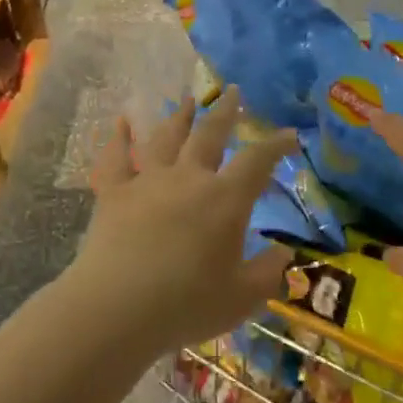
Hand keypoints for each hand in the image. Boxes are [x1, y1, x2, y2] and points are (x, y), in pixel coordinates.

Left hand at [66, 86, 293, 353]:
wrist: (116, 309)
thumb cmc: (187, 305)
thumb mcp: (242, 297)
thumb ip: (268, 272)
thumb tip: (285, 253)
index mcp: (225, 200)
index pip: (258, 161)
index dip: (276, 144)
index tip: (289, 134)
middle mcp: (188, 179)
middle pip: (209, 134)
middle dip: (225, 112)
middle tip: (233, 92)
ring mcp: (147, 182)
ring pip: (166, 138)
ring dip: (179, 117)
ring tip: (187, 101)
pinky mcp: (113, 194)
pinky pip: (116, 159)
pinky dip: (119, 138)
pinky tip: (123, 122)